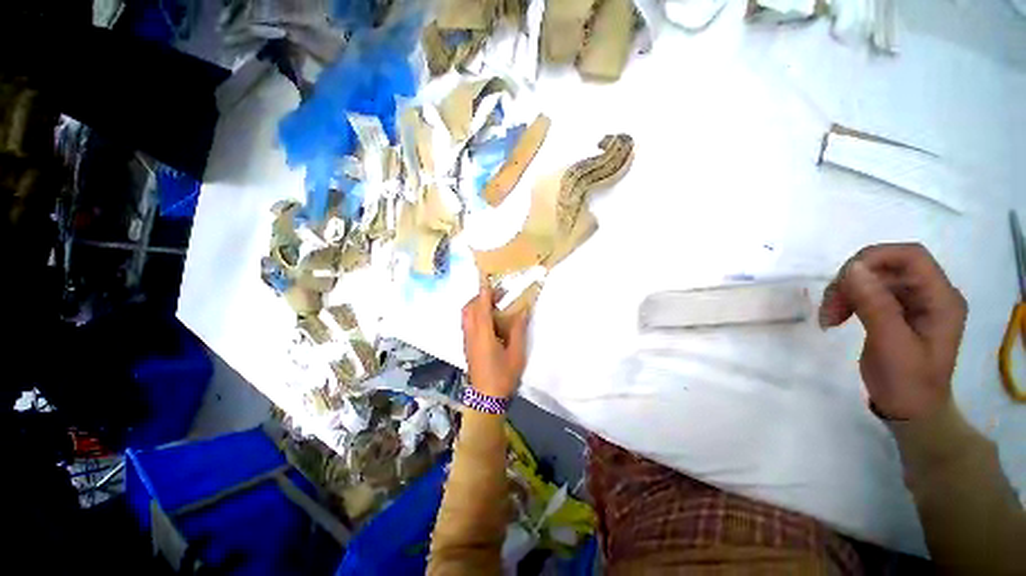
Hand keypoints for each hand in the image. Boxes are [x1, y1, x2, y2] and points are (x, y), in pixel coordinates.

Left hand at [462, 280, 529, 398]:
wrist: (486, 398)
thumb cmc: (503, 375)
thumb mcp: (516, 353)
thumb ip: (518, 330)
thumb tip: (522, 311)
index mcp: (483, 334)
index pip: (481, 307)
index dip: (484, 292)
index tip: (488, 279)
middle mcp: (471, 334)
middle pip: (469, 308)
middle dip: (480, 297)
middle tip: (497, 295)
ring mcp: (467, 340)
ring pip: (466, 315)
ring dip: (476, 305)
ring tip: (493, 305)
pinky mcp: (467, 346)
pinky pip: (467, 323)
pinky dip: (475, 314)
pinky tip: (489, 321)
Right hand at [819, 243, 967, 419]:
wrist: (910, 413)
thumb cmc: (908, 383)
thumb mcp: (891, 345)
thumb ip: (875, 305)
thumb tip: (852, 268)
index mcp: (941, 299)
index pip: (911, 257)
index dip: (875, 258)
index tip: (842, 280)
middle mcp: (930, 294)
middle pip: (888, 266)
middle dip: (852, 281)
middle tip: (829, 308)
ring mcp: (913, 303)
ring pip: (872, 278)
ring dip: (845, 292)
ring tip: (829, 317)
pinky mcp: (896, 311)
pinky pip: (868, 293)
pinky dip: (847, 301)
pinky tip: (836, 317)